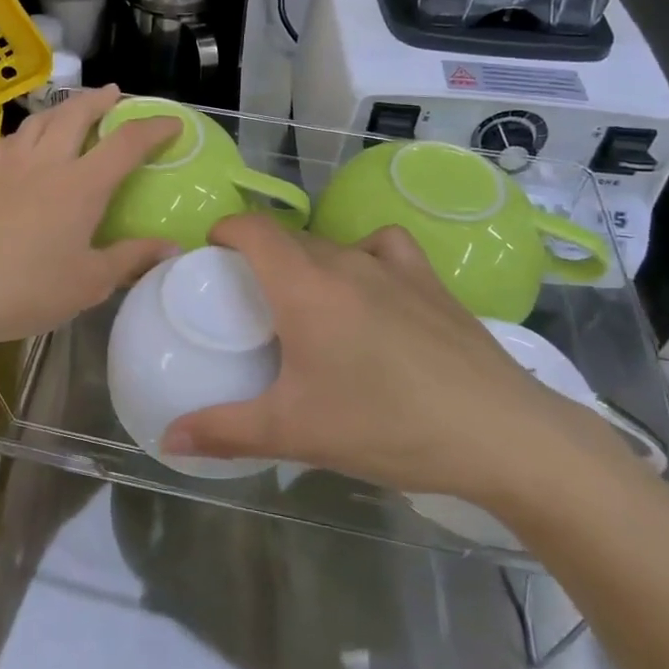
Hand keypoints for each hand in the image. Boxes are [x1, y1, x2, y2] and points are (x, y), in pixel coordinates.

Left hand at [0, 87, 179, 351]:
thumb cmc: (29, 289)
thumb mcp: (90, 282)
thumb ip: (131, 259)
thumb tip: (170, 247)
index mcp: (81, 185)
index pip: (125, 143)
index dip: (153, 128)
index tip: (172, 123)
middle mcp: (47, 164)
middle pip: (76, 114)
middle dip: (100, 100)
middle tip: (115, 95)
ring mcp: (10, 167)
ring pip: (40, 120)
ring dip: (64, 107)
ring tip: (74, 109)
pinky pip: (12, 139)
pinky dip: (30, 130)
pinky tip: (28, 141)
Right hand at [160, 216, 634, 505]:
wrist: (500, 433)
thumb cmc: (386, 425)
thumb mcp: (295, 432)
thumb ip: (224, 431)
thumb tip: (168, 440)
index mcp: (304, 285)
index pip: (253, 228)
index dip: (225, 230)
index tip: (211, 257)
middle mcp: (344, 260)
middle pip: (288, 238)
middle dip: (260, 257)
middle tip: (249, 301)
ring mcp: (393, 266)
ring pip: (332, 245)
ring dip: (308, 262)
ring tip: (307, 303)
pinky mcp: (431, 280)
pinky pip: (384, 247)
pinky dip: (364, 255)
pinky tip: (370, 288)